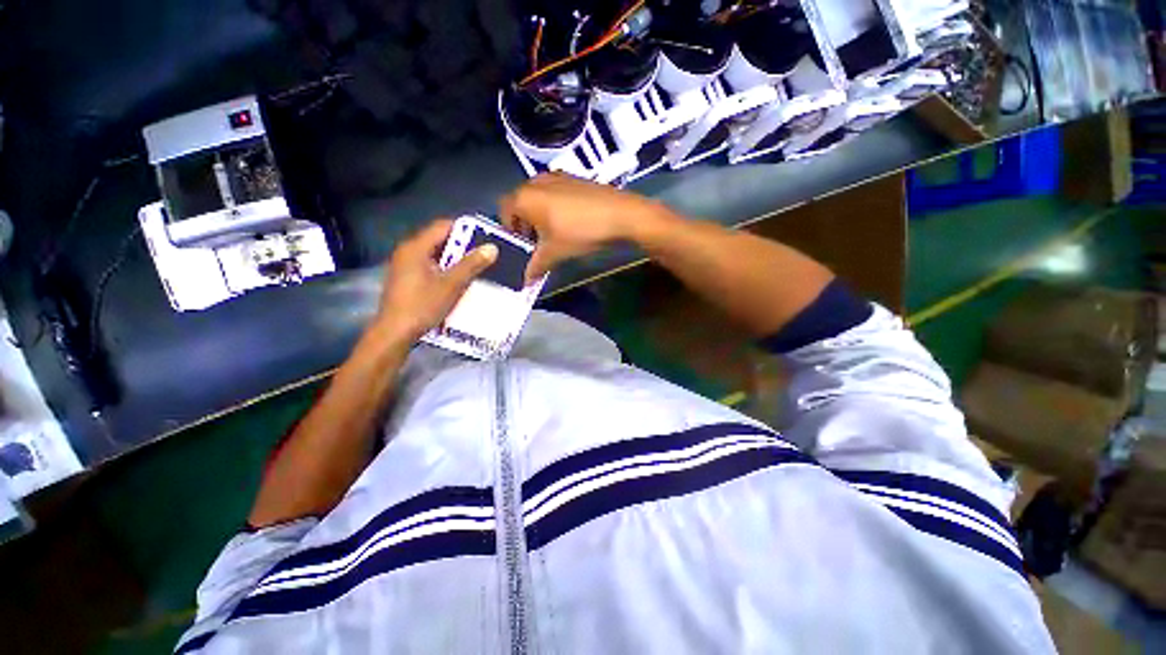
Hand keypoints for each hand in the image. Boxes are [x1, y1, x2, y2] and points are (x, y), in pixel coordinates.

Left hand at [372, 220, 497, 342]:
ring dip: (455, 260)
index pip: (442, 226)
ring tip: (477, 266)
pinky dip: (446, 270)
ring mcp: (405, 267)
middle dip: (463, 246)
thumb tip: (492, 248)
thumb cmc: (422, 305)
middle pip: (439, 240)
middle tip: (484, 253)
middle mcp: (408, 252)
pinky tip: (459, 281)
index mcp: (415, 247)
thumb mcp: (451, 284)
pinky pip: (430, 267)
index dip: (465, 228)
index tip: (485, 236)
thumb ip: (472, 264)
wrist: (395, 333)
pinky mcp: (407, 280)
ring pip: (435, 255)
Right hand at [499, 173, 670, 282]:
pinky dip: (555, 207)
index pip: (504, 211)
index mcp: (525, 197)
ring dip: (540, 215)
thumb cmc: (579, 232)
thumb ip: (535, 267)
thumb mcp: (554, 253)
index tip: (523, 246)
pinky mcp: (575, 178)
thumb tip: (526, 281)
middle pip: (521, 203)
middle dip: (525, 224)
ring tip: (555, 234)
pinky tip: (571, 222)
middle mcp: (536, 181)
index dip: (510, 231)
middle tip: (538, 243)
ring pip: (538, 197)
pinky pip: (555, 193)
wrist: (621, 215)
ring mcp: (557, 176)